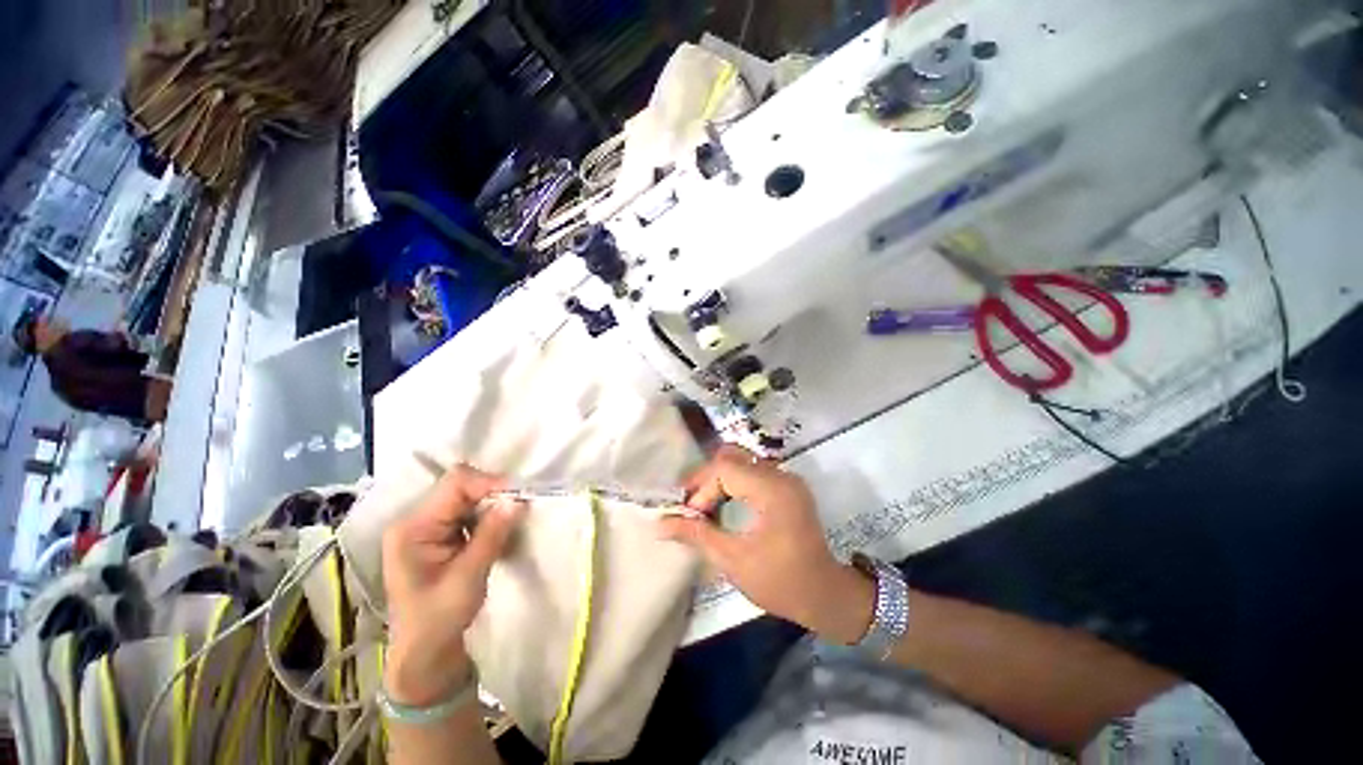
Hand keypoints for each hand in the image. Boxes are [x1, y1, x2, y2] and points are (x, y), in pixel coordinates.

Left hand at [381, 464, 524, 704]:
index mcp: (413, 528)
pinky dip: (488, 516)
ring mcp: (427, 527)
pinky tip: (499, 530)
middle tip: (519, 508)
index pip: (455, 485)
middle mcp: (417, 520)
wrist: (424, 653)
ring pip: (468, 497)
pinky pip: (469, 512)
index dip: (489, 483)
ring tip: (511, 521)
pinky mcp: (440, 535)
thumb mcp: (468, 577)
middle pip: (461, 487)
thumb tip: (517, 500)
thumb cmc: (438, 619)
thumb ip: (492, 535)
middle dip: (493, 494)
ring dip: (492, 505)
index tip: (519, 497)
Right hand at [658, 446, 873, 643]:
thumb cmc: (780, 582)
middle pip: (732, 459)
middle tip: (690, 506)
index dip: (701, 487)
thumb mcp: (733, 560)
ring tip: (703, 506)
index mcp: (772, 490)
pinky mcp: (787, 486)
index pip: (725, 468)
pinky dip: (733, 483)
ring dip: (718, 480)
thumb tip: (659, 523)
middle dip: (706, 480)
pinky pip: (753, 472)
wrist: (826, 595)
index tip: (689, 514)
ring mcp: (787, 479)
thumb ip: (696, 534)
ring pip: (741, 462)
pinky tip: (722, 504)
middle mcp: (781, 475)